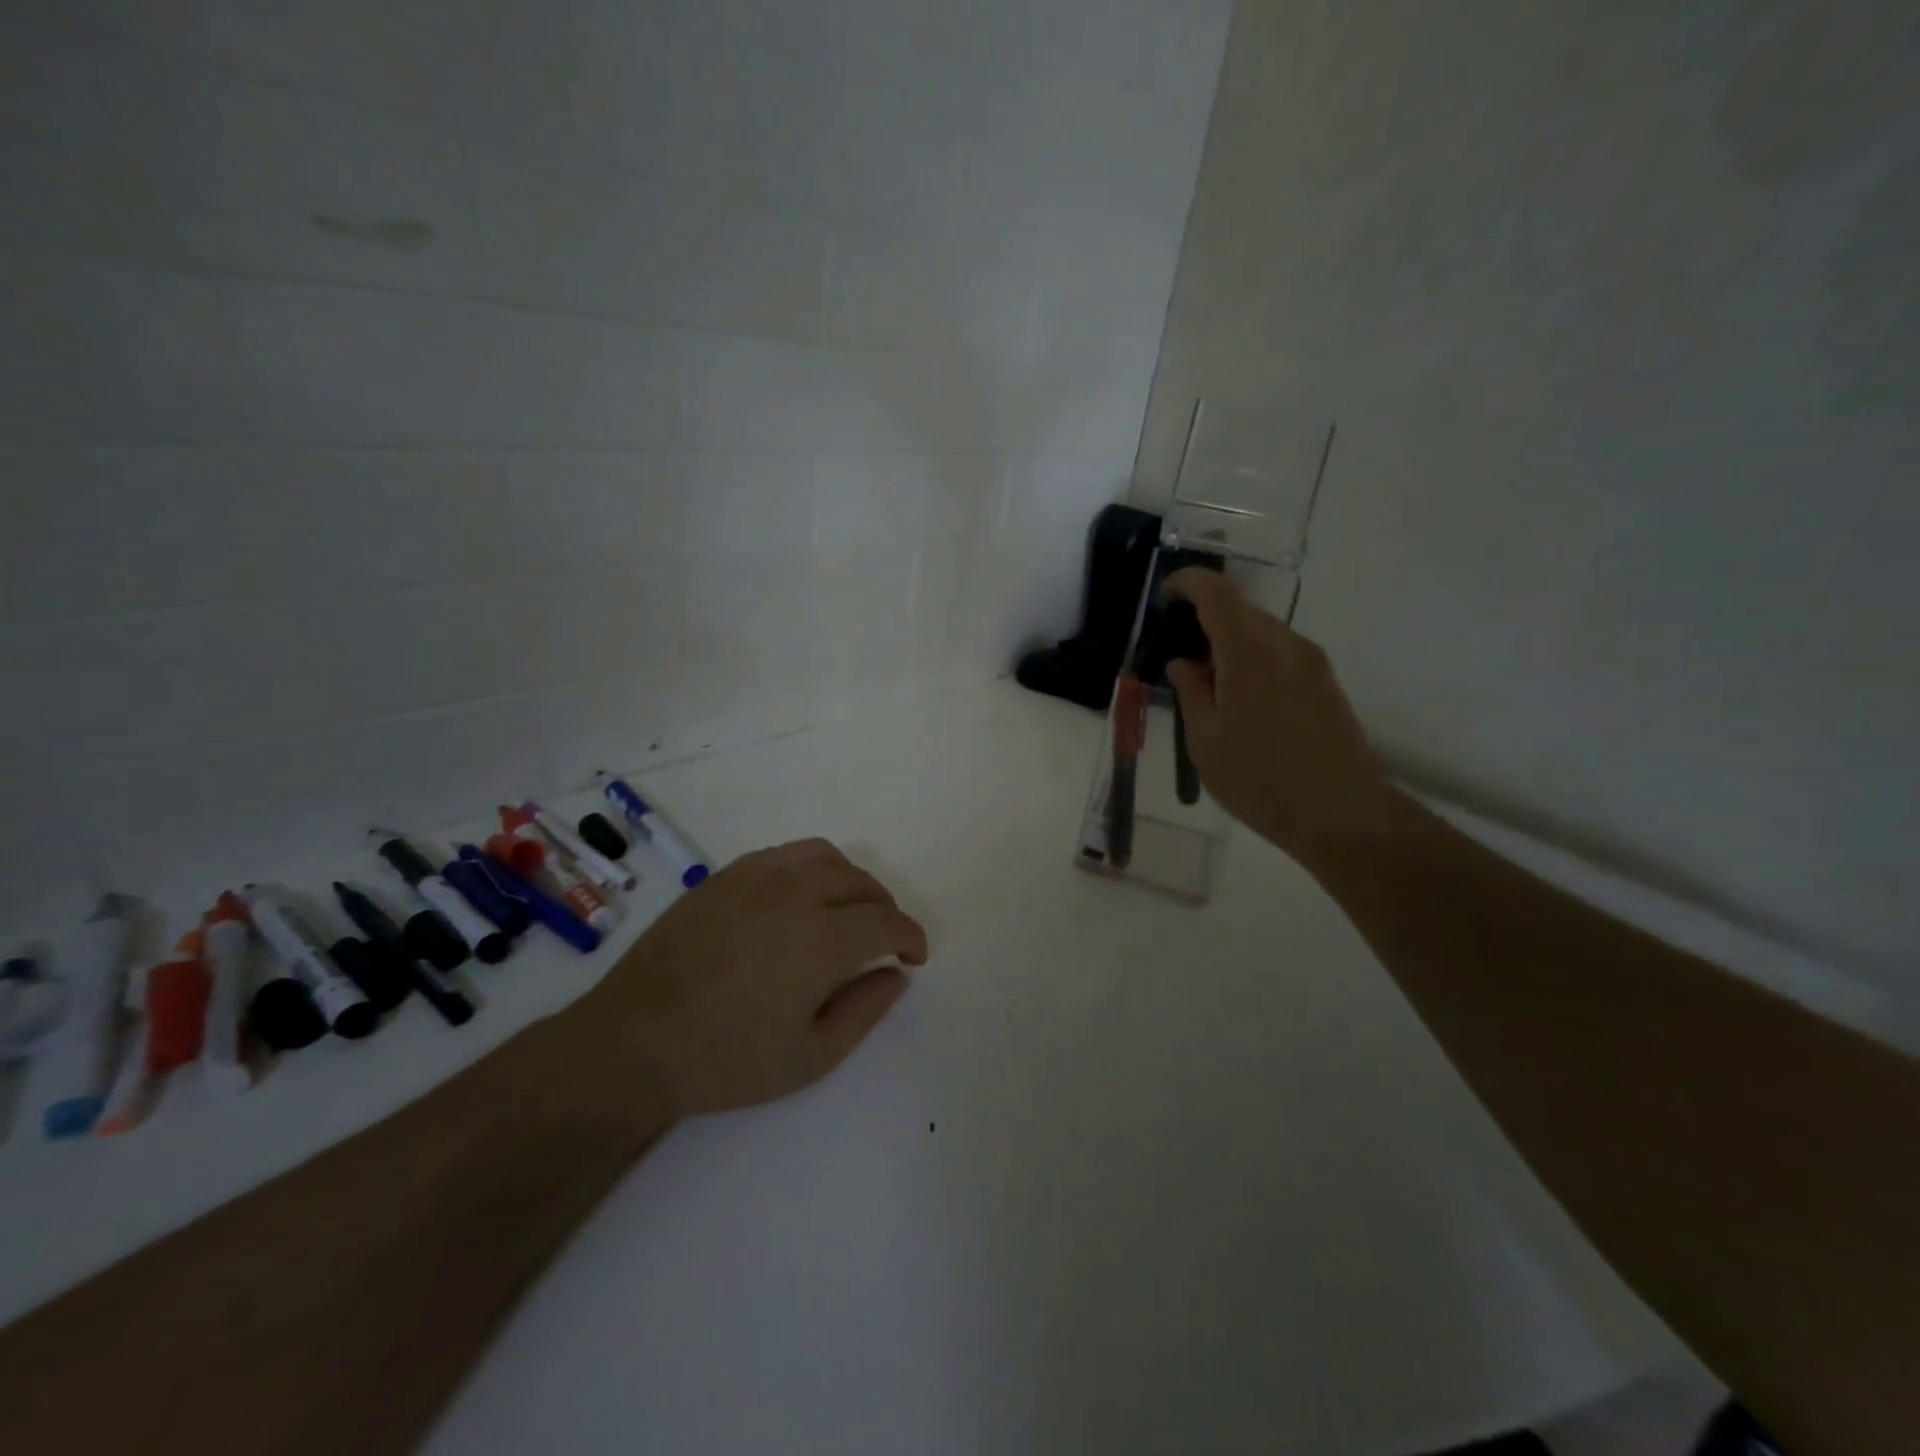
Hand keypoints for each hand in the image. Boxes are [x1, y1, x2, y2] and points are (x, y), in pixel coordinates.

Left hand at [586, 839, 928, 1115]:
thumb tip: (897, 975)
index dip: (911, 937)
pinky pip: (787, 854)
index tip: (914, 957)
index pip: (887, 922)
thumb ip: (866, 1010)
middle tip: (885, 940)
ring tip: (850, 911)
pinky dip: (813, 868)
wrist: (633, 1042)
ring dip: (853, 882)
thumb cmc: (726, 1060)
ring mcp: (757, 876)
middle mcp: (796, 892)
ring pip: (827, 858)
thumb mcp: (810, 1057)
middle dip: (886, 910)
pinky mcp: (726, 875)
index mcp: (822, 938)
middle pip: (862, 884)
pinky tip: (803, 897)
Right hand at [1163, 568, 1397, 859]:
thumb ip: (1191, 692)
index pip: (1217, 593)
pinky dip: (1254, 660)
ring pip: (1263, 633)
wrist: (1343, 815)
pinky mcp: (1326, 684)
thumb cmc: (1260, 779)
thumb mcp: (1205, 740)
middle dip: (1207, 619)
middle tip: (1181, 654)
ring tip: (1209, 685)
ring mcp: (1312, 663)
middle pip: (1241, 610)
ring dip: (1231, 644)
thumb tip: (1184, 663)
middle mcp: (1285, 644)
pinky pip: (1281, 654)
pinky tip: (1242, 701)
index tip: (1166, 594)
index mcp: (1248, 651)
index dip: (1189, 583)